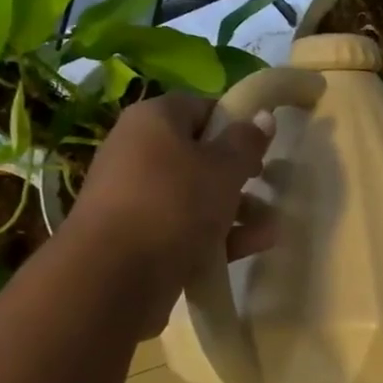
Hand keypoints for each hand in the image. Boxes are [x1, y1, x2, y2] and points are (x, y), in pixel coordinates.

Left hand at [67, 94, 275, 337]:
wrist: (113, 275)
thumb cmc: (174, 204)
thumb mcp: (223, 169)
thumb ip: (246, 142)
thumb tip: (262, 115)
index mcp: (153, 120)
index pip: (199, 107)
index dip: (233, 123)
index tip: (262, 146)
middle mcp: (137, 152)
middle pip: (197, 154)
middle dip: (237, 173)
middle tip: (266, 185)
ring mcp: (135, 198)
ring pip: (194, 196)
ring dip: (234, 209)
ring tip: (269, 227)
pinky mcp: (138, 238)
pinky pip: (184, 228)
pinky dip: (217, 236)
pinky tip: (252, 248)